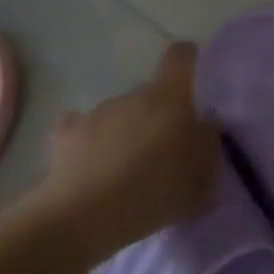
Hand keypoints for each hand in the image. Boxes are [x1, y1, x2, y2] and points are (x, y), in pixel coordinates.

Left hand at [42, 42, 218, 262]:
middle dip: (157, 115)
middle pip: (150, 94)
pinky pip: (81, 128)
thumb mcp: (201, 177)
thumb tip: (204, 126)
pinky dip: (89, 141)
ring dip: (125, 131)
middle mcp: (132, 96)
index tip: (192, 73)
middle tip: (163, 150)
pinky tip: (90, 164)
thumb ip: (207, 145)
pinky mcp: (67, 133)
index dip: (187, 59)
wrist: (86, 215)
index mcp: (168, 98)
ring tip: (125, 169)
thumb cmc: (154, 192)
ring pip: (119, 113)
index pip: (180, 58)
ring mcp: (97, 112)